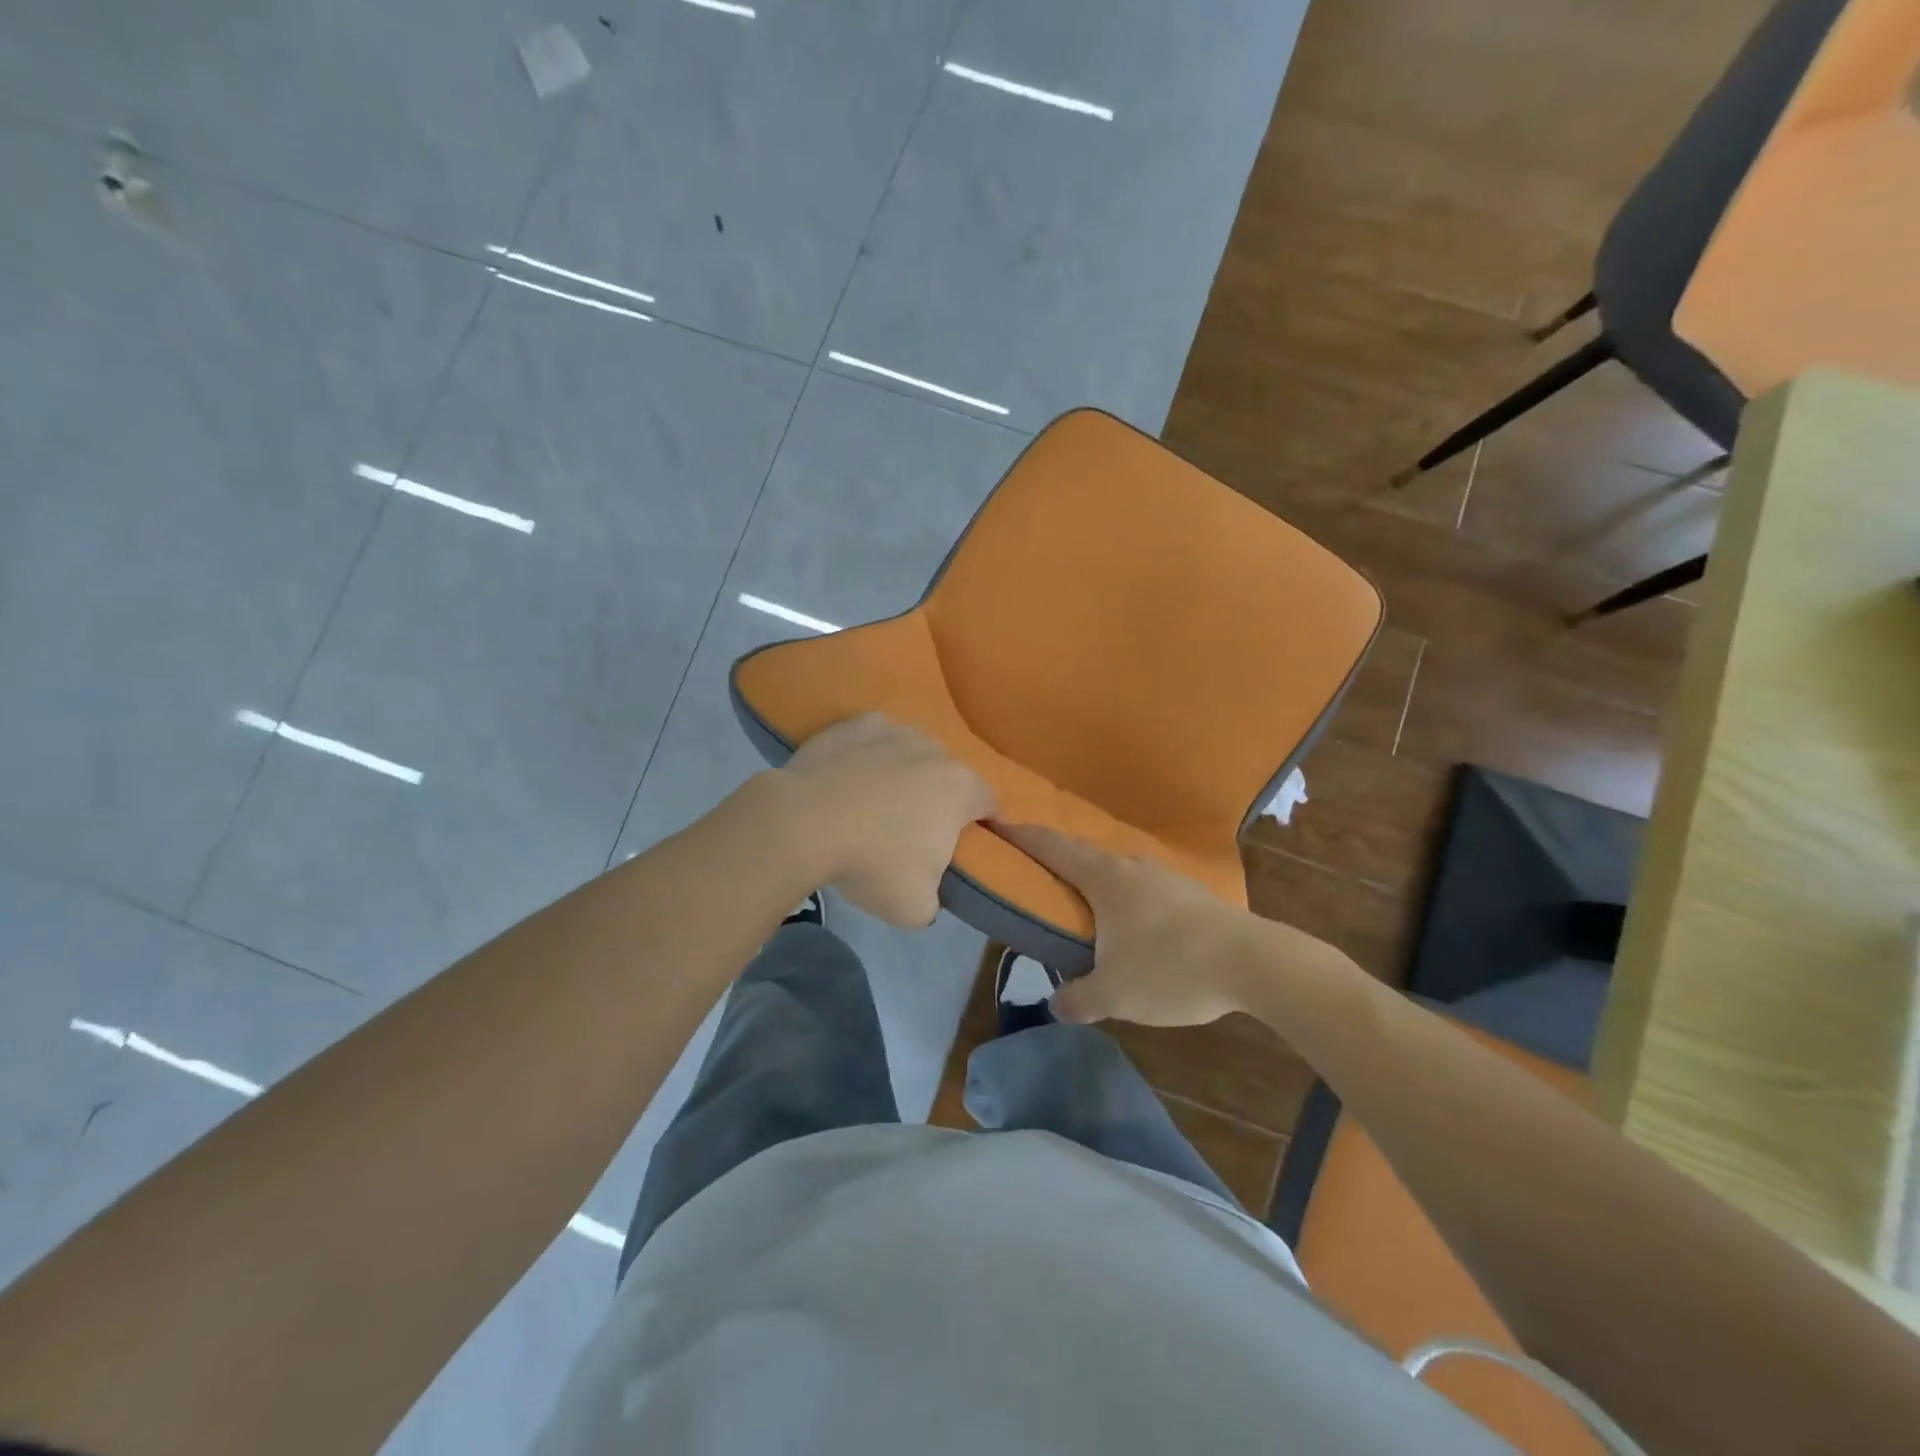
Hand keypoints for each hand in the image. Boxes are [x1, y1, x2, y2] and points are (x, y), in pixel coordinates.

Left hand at [777, 714, 995, 926]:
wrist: (802, 823)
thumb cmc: (871, 863)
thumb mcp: (916, 908)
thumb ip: (936, 899)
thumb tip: (927, 893)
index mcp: (961, 788)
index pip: (990, 805)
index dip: (982, 825)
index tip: (962, 846)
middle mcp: (935, 749)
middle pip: (948, 776)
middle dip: (938, 800)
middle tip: (912, 832)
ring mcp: (894, 730)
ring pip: (911, 754)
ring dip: (903, 774)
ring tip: (873, 805)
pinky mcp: (855, 724)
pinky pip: (873, 741)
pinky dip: (867, 757)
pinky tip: (847, 781)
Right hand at [995, 823, 1334, 1026]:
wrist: (1253, 962)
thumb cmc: (1171, 968)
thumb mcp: (1115, 994)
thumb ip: (1079, 999)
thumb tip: (1057, 1004)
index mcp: (1104, 879)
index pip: (1052, 848)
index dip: (1021, 836)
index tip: (997, 823)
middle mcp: (1131, 867)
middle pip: (1083, 854)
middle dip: (1055, 857)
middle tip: (1032, 867)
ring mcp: (1164, 877)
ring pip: (1117, 870)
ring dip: (1093, 878)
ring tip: (1080, 899)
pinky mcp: (1191, 894)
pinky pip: (1143, 887)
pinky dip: (1123, 896)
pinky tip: (1130, 921)